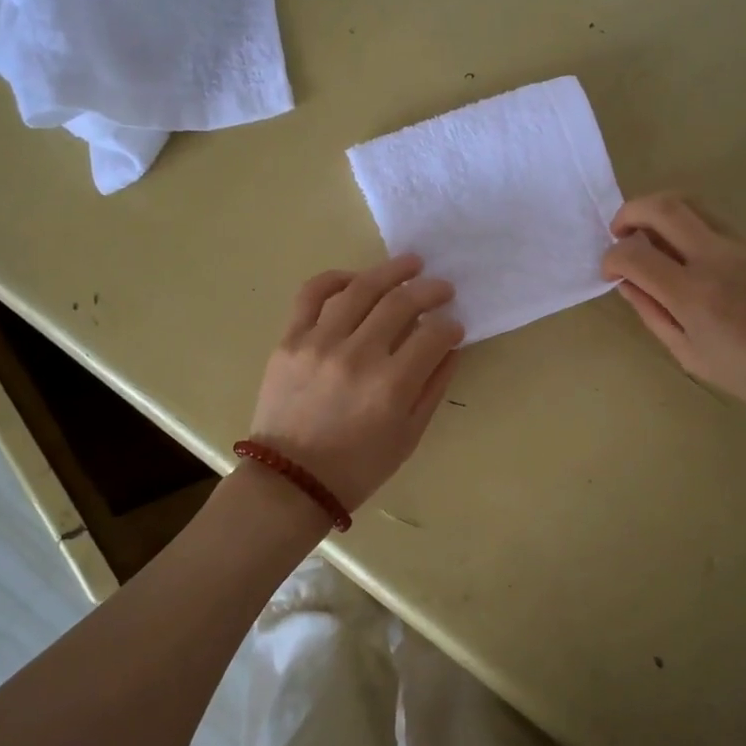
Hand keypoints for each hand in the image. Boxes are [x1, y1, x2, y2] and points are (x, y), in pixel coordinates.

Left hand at [248, 255, 463, 510]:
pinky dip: (336, 278)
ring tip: (410, 264)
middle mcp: (357, 356)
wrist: (290, 481)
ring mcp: (319, 343)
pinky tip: (356, 278)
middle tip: (443, 287)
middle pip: (401, 303)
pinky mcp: (290, 339)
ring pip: (361, 288)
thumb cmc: (358, 467)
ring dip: (391, 271)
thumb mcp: (409, 435)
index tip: (455, 326)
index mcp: (391, 386)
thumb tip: (450, 347)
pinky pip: (312, 294)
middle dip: (430, 290)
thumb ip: (433, 387)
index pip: (433, 335)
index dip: (451, 326)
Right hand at [601, 193, 745, 428]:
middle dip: (630, 212)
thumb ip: (653, 314)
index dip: (611, 257)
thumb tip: (628, 283)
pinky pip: (728, 233)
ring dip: (666, 218)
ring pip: (696, 208)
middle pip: (663, 206)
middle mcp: (718, 257)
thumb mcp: (691, 356)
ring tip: (661, 244)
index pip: (633, 252)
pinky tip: (717, 276)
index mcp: (693, 293)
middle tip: (622, 231)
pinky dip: (706, 243)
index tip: (610, 270)